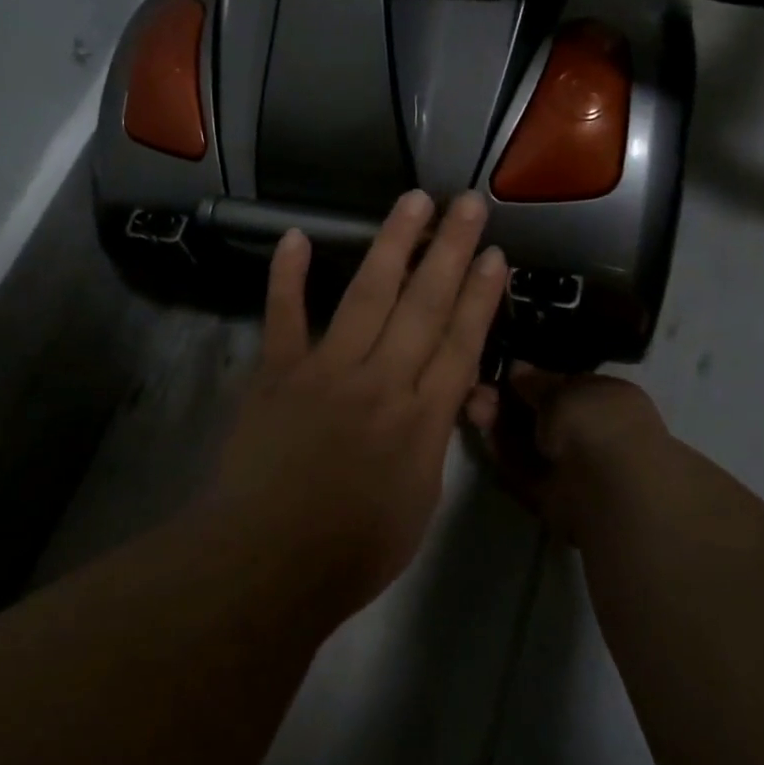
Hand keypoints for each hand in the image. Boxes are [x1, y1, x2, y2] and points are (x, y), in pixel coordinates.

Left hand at [212, 190, 506, 608]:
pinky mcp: (276, 373)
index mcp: (422, 420)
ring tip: (412, 201)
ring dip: (391, 244)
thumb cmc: (352, 550)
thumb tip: (443, 397)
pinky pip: (283, 317)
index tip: (494, 254)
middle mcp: (381, 382)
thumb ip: (432, 439)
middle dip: (449, 250)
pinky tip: (296, 236)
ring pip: (366, 295)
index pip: (461, 343)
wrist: (269, 563)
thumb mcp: (419, 501)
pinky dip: (287, 276)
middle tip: (466, 203)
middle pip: (423, 305)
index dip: (480, 296)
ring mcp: (325, 371)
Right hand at [465, 363, 668, 543]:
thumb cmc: (595, 425)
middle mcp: (592, 430)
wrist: (610, 492)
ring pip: (527, 440)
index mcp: (607, 398)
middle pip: (539, 413)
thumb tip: (516, 367)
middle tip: (478, 394)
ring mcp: (572, 464)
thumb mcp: (562, 390)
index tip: (502, 374)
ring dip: (499, 424)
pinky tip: (484, 436)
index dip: (531, 380)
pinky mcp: (552, 494)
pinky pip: (523, 469)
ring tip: (474, 408)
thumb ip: (536, 381)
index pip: (563, 385)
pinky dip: (503, 454)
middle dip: (507, 402)